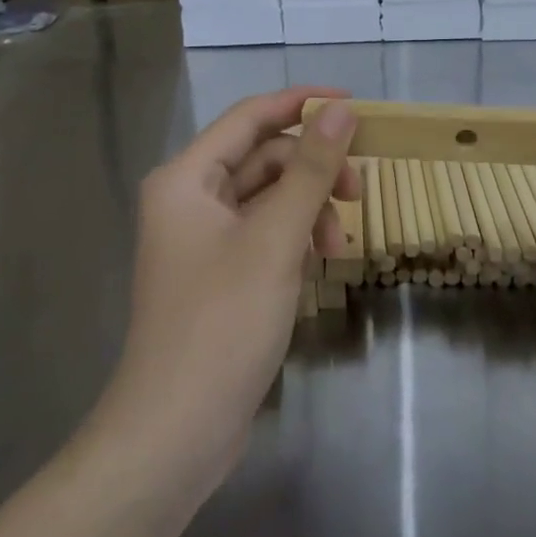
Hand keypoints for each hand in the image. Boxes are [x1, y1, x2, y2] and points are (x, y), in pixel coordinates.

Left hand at [96, 88, 359, 494]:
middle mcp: (189, 199)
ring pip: (268, 198)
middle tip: (359, 192)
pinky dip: (295, 238)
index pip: (250, 116)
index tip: (355, 105)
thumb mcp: (276, 239)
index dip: (302, 103)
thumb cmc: (222, 323)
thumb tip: (340, 110)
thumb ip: (311, 169)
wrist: (176, 432)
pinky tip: (317, 265)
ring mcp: (202, 239)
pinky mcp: (218, 274)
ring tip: (339, 247)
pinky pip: (264, 233)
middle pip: (263, 158)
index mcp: (187, 178)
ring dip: (309, 209)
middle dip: (313, 170)